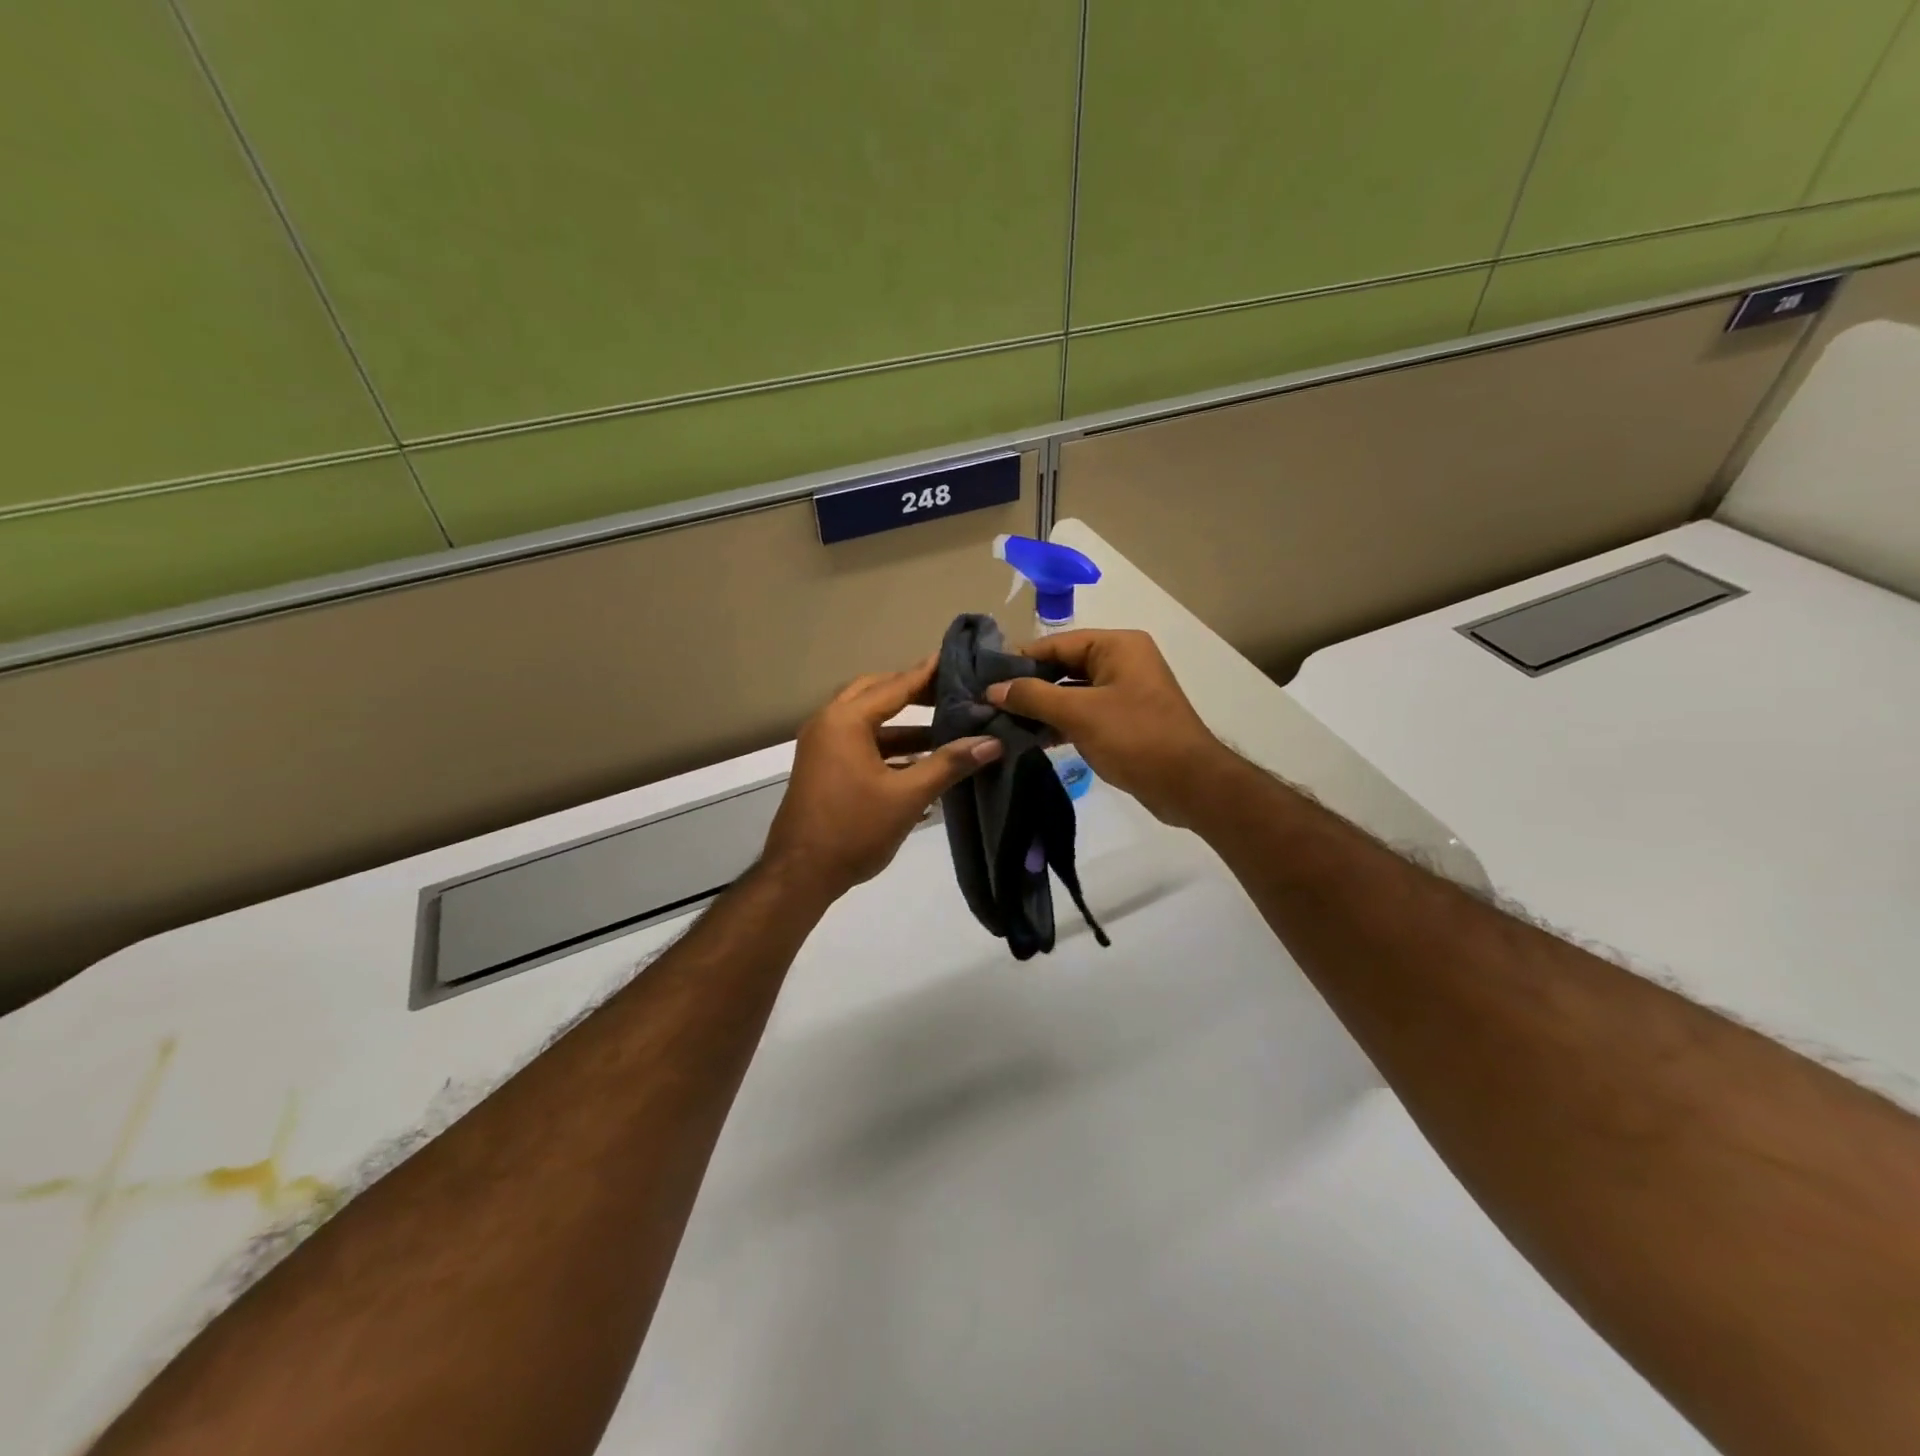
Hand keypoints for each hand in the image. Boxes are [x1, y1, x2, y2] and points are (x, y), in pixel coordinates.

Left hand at [763, 656, 1002, 901]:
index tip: (955, 657)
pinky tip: (920, 760)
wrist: (800, 874)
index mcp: (845, 721)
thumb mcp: (907, 796)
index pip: (895, 686)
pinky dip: (889, 745)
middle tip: (951, 691)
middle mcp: (828, 723)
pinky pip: (860, 742)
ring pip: (868, 720)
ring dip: (903, 723)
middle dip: (914, 692)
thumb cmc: (853, 829)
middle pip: (877, 694)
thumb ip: (949, 764)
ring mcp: (822, 745)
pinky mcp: (824, 767)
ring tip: (945, 726)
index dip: (927, 673)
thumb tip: (992, 742)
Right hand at [986, 629, 1226, 826]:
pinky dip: (1059, 723)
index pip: (1057, 644)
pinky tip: (1031, 738)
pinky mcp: (1123, 720)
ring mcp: (1123, 692)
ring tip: (1002, 722)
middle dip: (1028, 686)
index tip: (984, 679)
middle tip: (988, 703)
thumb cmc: (1136, 737)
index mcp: (1117, 646)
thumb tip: (993, 689)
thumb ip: (1034, 697)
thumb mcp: (1080, 713)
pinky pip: (1083, 713)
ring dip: (1041, 708)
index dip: (1020, 660)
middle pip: (1063, 666)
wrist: (1189, 784)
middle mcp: (1121, 661)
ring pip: (1071, 693)